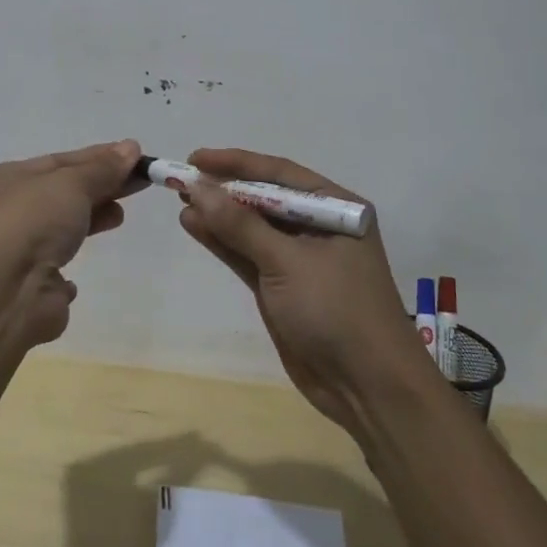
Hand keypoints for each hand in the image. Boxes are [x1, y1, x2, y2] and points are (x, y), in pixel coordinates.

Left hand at [0, 139, 146, 346]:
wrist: (5, 293)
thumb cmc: (32, 222)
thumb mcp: (72, 183)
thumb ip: (103, 168)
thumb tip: (131, 147)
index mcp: (4, 179)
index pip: (59, 161)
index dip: (98, 158)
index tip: (134, 157)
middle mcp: (5, 212)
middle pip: (62, 192)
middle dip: (100, 186)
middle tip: (139, 182)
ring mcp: (16, 249)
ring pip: (60, 226)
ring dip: (92, 217)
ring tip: (120, 215)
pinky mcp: (30, 284)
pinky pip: (54, 264)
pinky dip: (71, 258)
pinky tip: (88, 255)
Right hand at [174, 148, 435, 438]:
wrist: (366, 387)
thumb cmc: (336, 310)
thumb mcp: (287, 262)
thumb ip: (240, 225)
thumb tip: (197, 186)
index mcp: (337, 208)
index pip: (280, 173)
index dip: (236, 163)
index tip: (196, 159)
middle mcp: (319, 226)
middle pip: (264, 198)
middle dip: (224, 189)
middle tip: (181, 179)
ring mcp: (299, 258)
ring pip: (252, 227)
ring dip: (218, 215)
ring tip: (180, 200)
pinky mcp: (282, 286)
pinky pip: (247, 254)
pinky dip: (222, 241)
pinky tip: (194, 225)